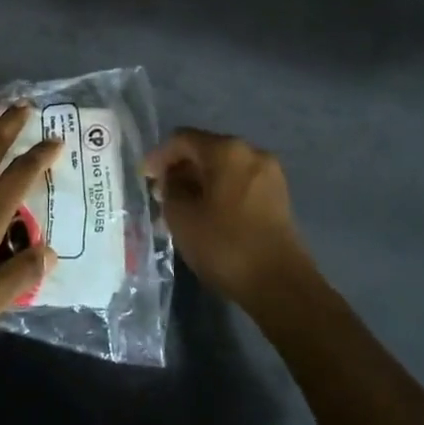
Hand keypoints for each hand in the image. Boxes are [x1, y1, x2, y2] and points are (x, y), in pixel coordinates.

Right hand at [146, 128, 317, 310]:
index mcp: (227, 150)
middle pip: (205, 151)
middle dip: (180, 171)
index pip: (183, 139)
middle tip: (160, 197)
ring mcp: (269, 174)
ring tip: (179, 211)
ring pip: (223, 170)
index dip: (158, 156)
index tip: (143, 179)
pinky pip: (239, 184)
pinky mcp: (277, 197)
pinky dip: (218, 193)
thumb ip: (170, 189)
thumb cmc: (225, 245)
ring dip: (198, 184)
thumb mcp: (182, 217)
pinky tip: (205, 217)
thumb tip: (173, 179)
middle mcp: (252, 153)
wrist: (280, 285)